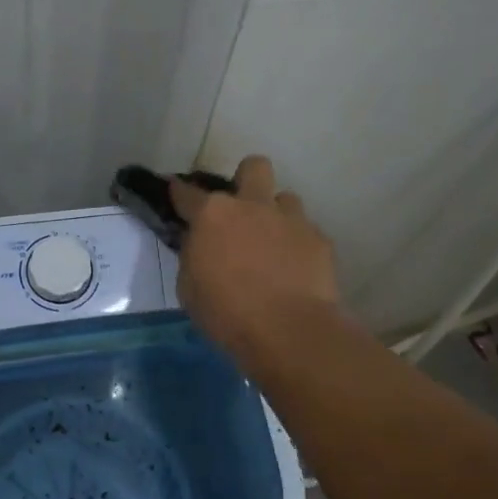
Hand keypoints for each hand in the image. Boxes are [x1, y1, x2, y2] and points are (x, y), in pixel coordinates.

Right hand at [171, 155, 340, 372]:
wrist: (288, 331)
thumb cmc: (226, 314)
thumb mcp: (189, 288)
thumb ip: (194, 256)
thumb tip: (202, 245)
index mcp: (213, 215)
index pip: (187, 192)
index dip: (180, 192)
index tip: (177, 193)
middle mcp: (253, 206)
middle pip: (253, 167)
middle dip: (246, 179)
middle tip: (241, 209)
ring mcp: (291, 219)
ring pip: (285, 198)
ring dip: (276, 215)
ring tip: (272, 244)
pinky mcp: (319, 240)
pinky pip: (306, 231)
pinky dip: (298, 245)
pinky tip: (295, 270)